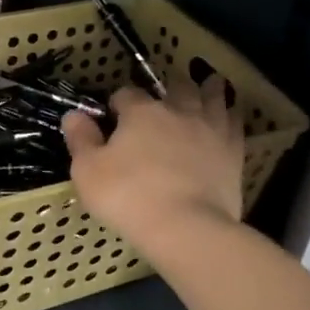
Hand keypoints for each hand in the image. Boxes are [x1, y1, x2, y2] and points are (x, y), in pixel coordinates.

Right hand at [62, 77, 244, 260]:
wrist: (186, 227)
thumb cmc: (129, 197)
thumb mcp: (89, 171)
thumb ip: (81, 140)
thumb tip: (73, 115)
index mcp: (141, 112)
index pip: (126, 94)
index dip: (118, 102)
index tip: (114, 115)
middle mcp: (178, 111)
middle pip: (176, 86)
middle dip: (169, 85)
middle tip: (166, 90)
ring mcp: (210, 129)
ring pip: (212, 97)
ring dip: (208, 88)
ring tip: (208, 82)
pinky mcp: (233, 152)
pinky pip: (235, 123)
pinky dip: (231, 113)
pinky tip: (231, 113)